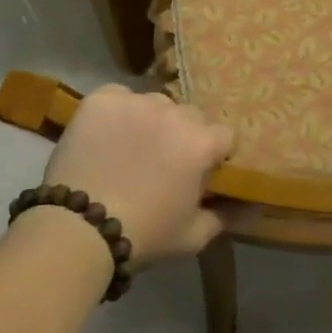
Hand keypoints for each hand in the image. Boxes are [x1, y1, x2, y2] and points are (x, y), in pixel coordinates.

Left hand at [40, 86, 233, 265]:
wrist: (79, 230)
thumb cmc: (145, 235)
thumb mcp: (194, 236)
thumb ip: (227, 217)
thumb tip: (253, 208)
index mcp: (202, 142)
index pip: (223, 136)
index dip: (213, 156)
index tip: (199, 174)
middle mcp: (174, 113)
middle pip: (190, 117)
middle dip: (183, 136)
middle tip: (162, 164)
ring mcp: (136, 102)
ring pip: (155, 104)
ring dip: (151, 121)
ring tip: (130, 149)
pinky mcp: (102, 99)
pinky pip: (119, 96)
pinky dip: (117, 111)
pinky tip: (107, 135)